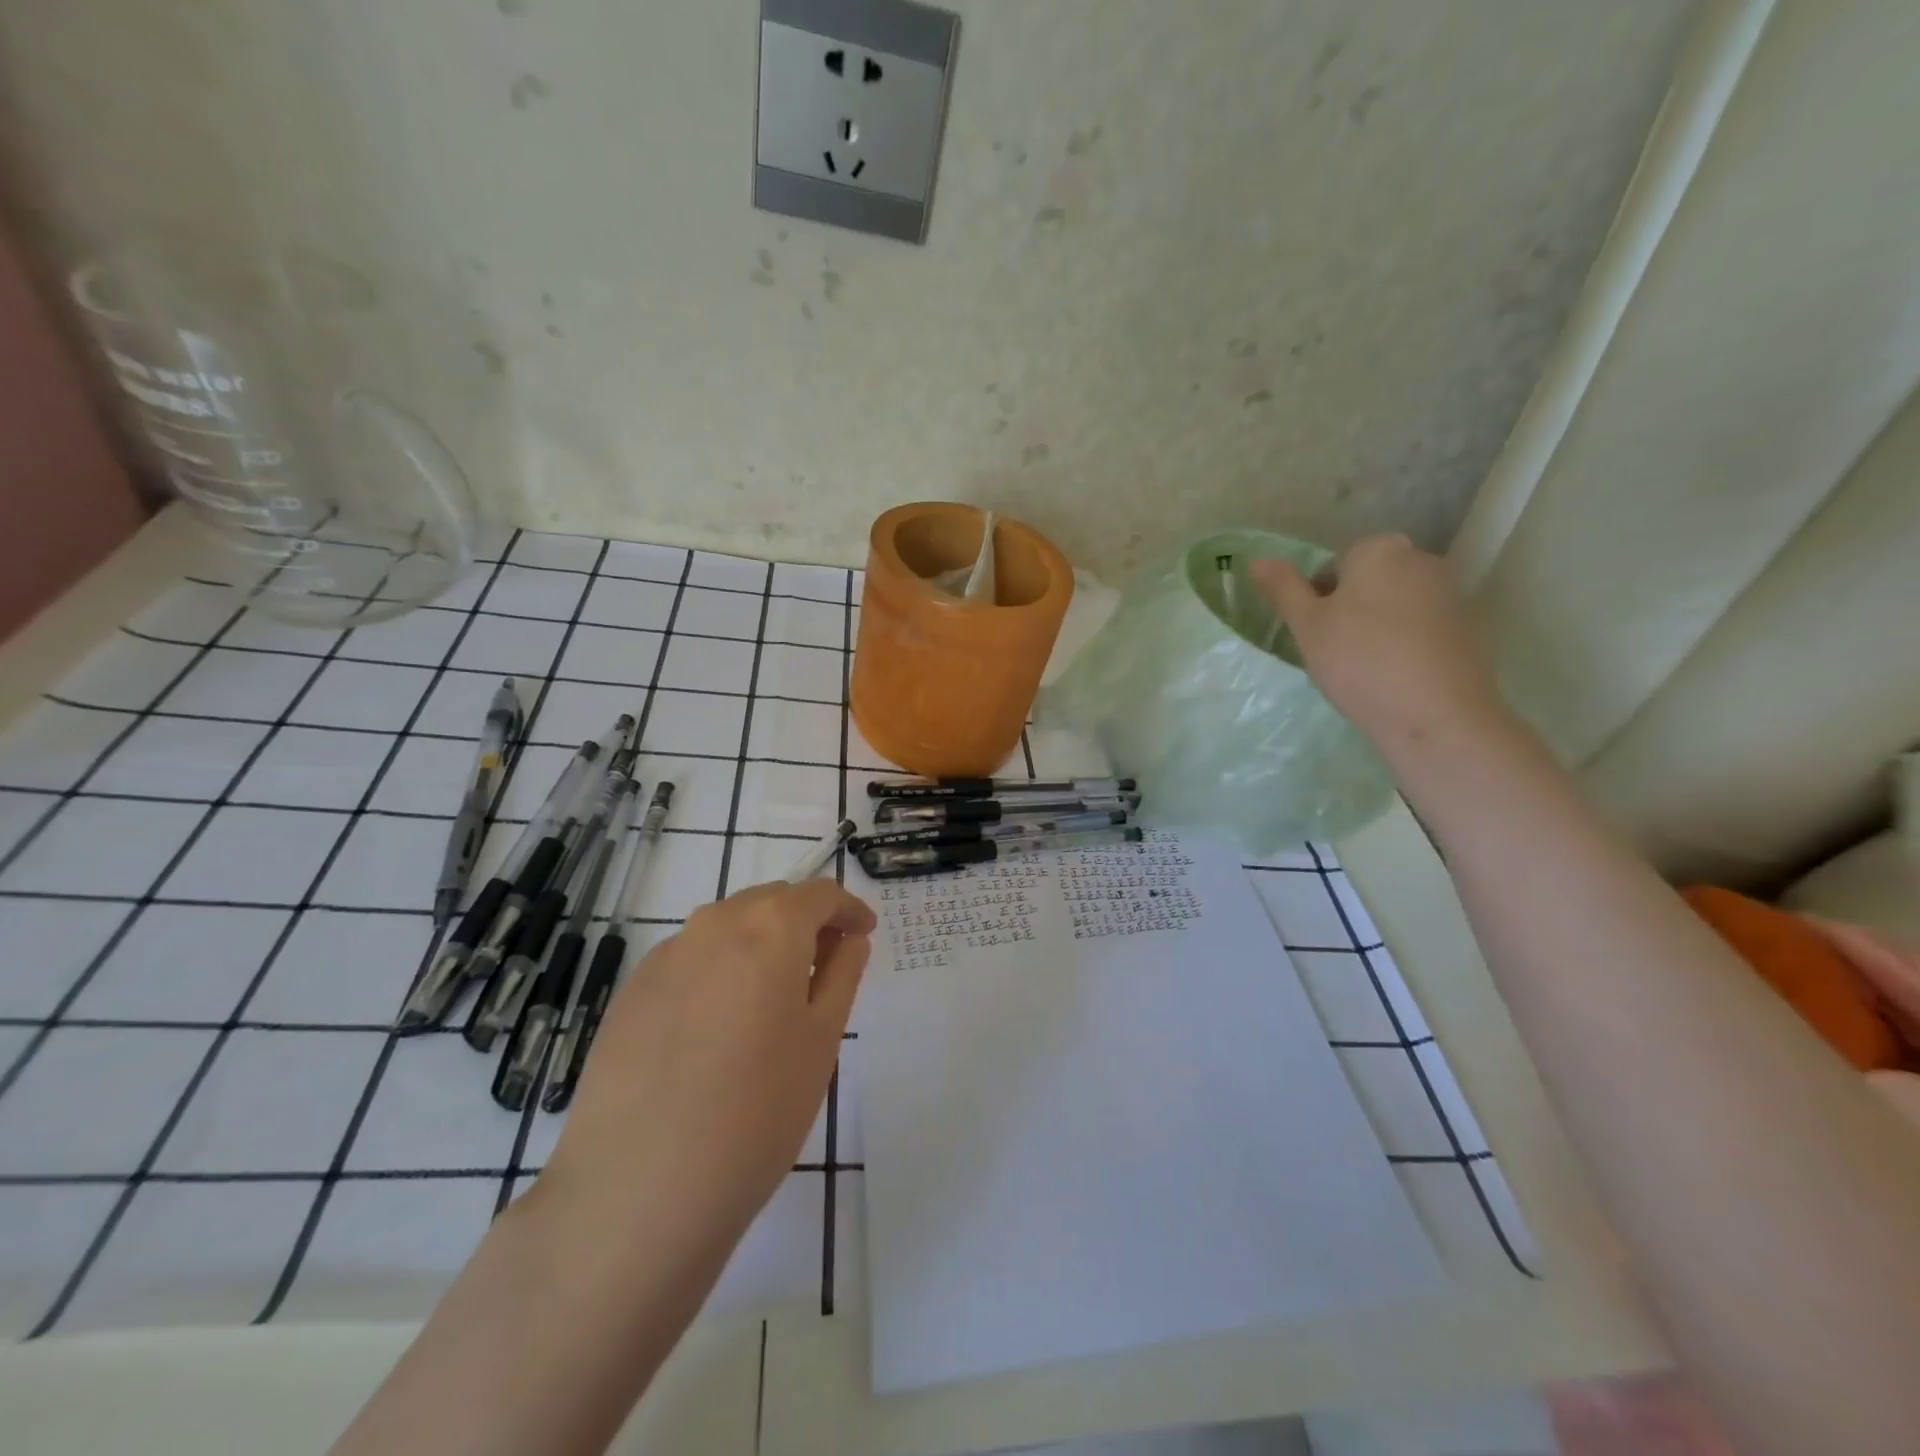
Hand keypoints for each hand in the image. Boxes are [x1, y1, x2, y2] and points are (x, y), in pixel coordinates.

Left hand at [536, 879, 875, 1259]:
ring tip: (774, 997)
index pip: (819, 894)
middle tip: (826, 964)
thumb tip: (848, 940)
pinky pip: (691, 960)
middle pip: (770, 903)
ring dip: (760, 943)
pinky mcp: (631, 993)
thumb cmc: (757, 1110)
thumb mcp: (821, 1039)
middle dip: (805, 922)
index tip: (864, 934)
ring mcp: (665, 956)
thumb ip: (842, 974)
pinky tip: (719, 1027)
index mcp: (769, 927)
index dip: (848, 909)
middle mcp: (714, 924)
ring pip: (727, 928)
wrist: (637, 1188)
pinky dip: (719, 970)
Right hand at [1250, 533, 1505, 751]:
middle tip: (1333, 652)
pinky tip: (1395, 677)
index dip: (1316, 601)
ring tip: (1363, 669)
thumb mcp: (1307, 626)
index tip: (1314, 634)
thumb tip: (1257, 560)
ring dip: (1375, 628)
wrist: (1436, 715)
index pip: (1333, 565)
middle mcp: (1420, 559)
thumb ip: (1283, 589)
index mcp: (1378, 549)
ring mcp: (1450, 592)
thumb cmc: (1359, 661)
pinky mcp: (1469, 627)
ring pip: (1394, 605)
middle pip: (1367, 581)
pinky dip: (1403, 645)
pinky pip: (1420, 628)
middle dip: (1348, 610)